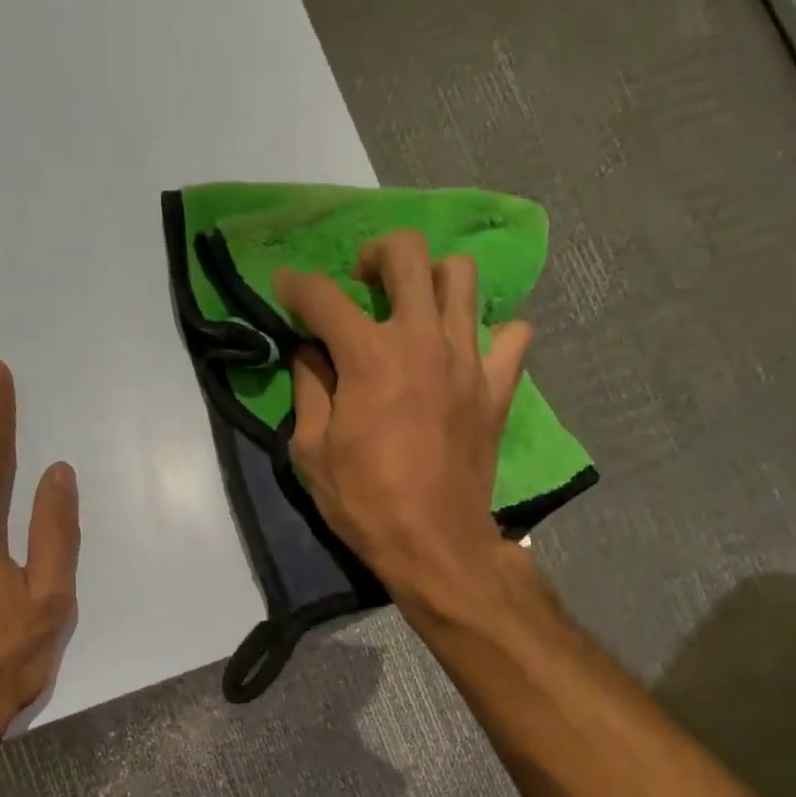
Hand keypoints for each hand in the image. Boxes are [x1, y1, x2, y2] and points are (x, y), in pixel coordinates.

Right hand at [274, 231, 532, 601]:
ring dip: (433, 279)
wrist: (433, 543)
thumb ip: (308, 391)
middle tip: (362, 280)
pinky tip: (467, 352)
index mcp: (368, 356)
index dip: (295, 286)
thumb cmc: (364, 502)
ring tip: (415, 308)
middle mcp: (421, 339)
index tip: (285, 289)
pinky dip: (490, 334)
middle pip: (406, 255)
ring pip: (462, 278)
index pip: (323, 297)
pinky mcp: (497, 386)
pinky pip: (510, 336)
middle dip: (375, 253)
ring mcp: (468, 358)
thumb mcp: (311, 453)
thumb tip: (310, 355)